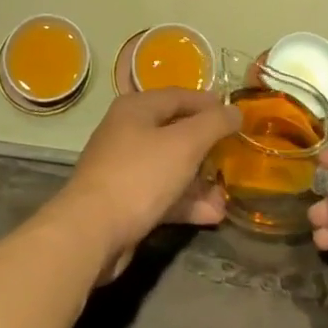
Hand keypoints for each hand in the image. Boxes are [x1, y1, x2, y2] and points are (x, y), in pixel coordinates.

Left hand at [48, 90, 240, 280]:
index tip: (236, 115)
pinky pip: (161, 193)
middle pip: (175, 131)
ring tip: (227, 195)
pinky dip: (185, 201)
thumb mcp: (184, 144)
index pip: (179, 96)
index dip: (209, 104)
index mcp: (137, 108)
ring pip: (170, 166)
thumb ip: (213, 124)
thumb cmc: (140, 175)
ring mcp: (124, 167)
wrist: (91, 231)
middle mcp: (128, 131)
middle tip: (234, 156)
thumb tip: (234, 110)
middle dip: (206, 146)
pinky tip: (212, 215)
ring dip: (199, 180)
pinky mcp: (125, 200)